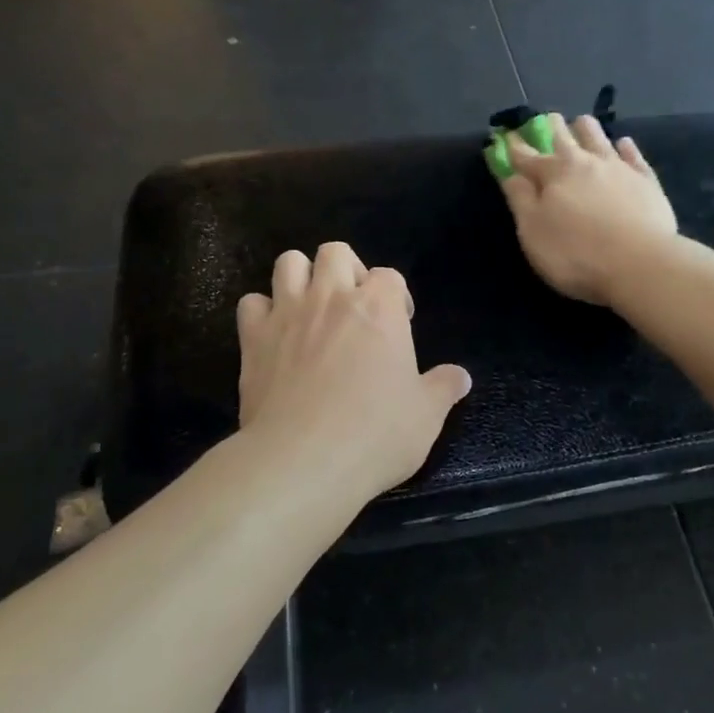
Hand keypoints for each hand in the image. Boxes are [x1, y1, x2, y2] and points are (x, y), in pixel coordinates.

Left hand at [237, 242, 471, 499]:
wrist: (303, 460)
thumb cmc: (375, 433)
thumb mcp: (425, 415)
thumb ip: (443, 388)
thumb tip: (462, 377)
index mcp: (379, 307)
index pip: (389, 276)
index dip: (396, 298)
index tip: (399, 327)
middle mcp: (332, 297)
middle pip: (336, 252)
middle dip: (347, 271)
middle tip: (354, 308)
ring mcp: (288, 313)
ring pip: (289, 263)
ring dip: (302, 277)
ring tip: (312, 309)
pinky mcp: (253, 338)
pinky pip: (251, 303)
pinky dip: (263, 312)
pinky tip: (274, 336)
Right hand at [496, 113, 677, 306]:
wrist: (640, 264)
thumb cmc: (575, 253)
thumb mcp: (533, 232)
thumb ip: (520, 199)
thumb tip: (510, 173)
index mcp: (553, 173)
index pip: (526, 155)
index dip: (513, 146)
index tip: (505, 136)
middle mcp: (585, 161)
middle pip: (564, 135)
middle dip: (551, 127)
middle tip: (546, 121)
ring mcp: (619, 167)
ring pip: (598, 136)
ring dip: (586, 129)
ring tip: (581, 125)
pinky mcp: (646, 180)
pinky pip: (633, 155)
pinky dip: (624, 147)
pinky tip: (622, 144)